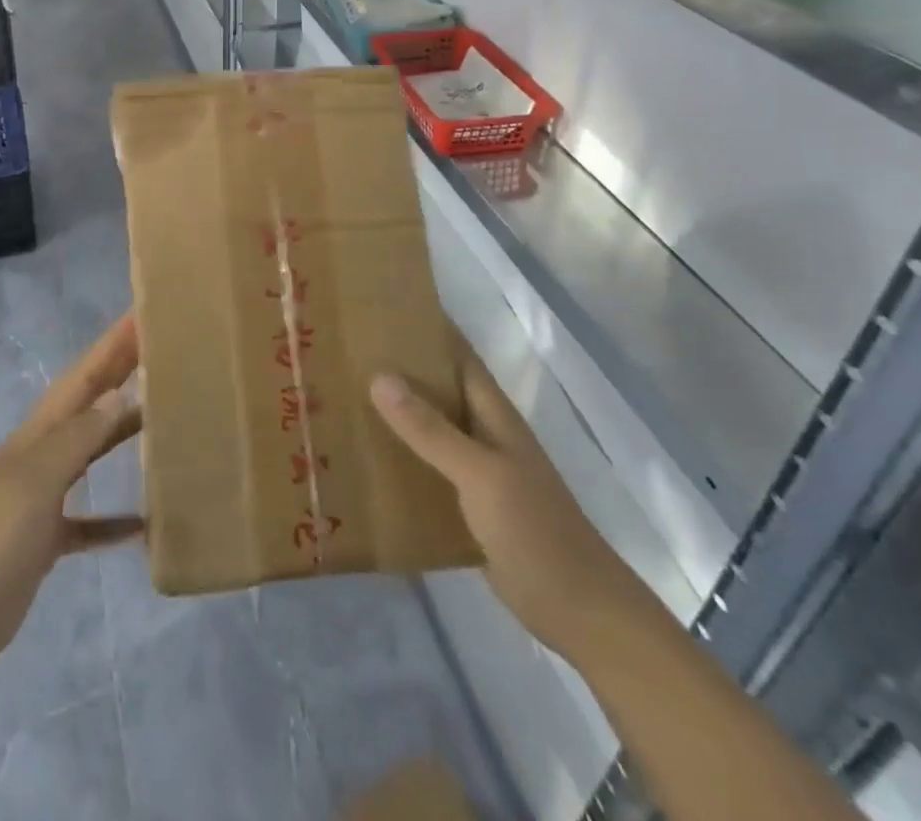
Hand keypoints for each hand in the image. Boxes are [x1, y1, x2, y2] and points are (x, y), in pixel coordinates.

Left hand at [0, 314, 142, 685]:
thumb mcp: (35, 481)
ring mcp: (41, 499)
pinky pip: (88, 521)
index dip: (111, 345)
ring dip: (121, 433)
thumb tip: (120, 395)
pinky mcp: (44, 542)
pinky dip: (113, 517)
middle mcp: (41, 457)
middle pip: (88, 406)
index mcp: (37, 435)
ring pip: (90, 454)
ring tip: (162, 417)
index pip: (82, 376)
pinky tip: (143, 522)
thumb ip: (78, 438)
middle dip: (121, 375)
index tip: (143, 314)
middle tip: (163, 352)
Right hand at [371, 338, 658, 662]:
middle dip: (397, 367)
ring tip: (341, 396)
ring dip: (394, 414)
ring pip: (428, 428)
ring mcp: (476, 470)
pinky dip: (399, 458)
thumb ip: (431, 429)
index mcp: (492, 413)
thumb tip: (379, 376)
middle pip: (437, 388)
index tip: (378, 307)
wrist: (579, 612)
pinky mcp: (467, 505)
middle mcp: (482, 432)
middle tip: (343, 350)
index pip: (456, 353)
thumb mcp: (480, 473)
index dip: (425, 327)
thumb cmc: (535, 530)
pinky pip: (426, 468)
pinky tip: (363, 459)